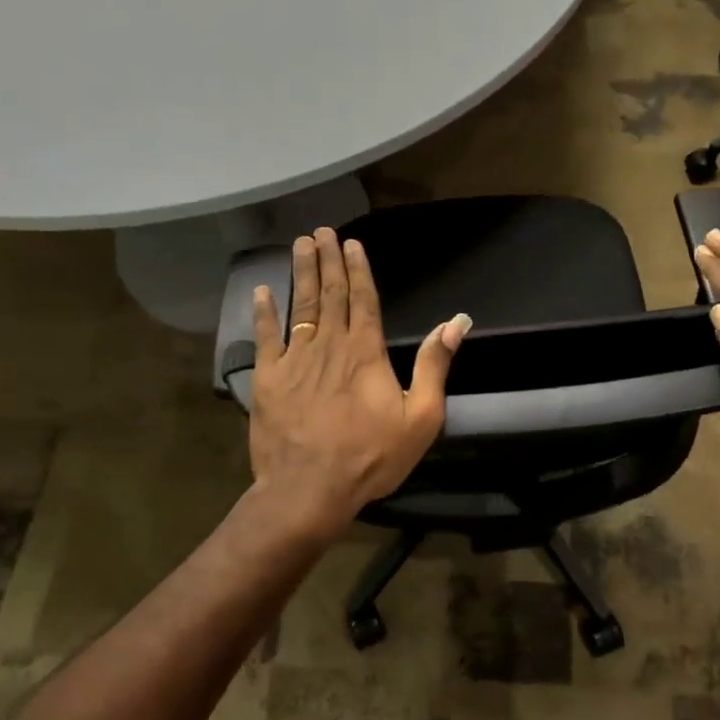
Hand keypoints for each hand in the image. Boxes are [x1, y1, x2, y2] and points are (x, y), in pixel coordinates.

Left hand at [248, 228, 470, 538]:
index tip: (351, 243)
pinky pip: (266, 336)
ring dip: (300, 273)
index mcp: (366, 352)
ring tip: (300, 245)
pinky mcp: (269, 378)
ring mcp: (296, 359)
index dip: (358, 269)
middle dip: (327, 260)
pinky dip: (264, 312)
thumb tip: (456, 322)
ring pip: (300, 306)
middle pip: (330, 294)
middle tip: (322, 231)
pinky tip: (262, 290)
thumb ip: (434, 365)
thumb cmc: (371, 456)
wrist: (309, 488)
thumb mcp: (421, 417)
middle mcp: (330, 345)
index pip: (363, 299)